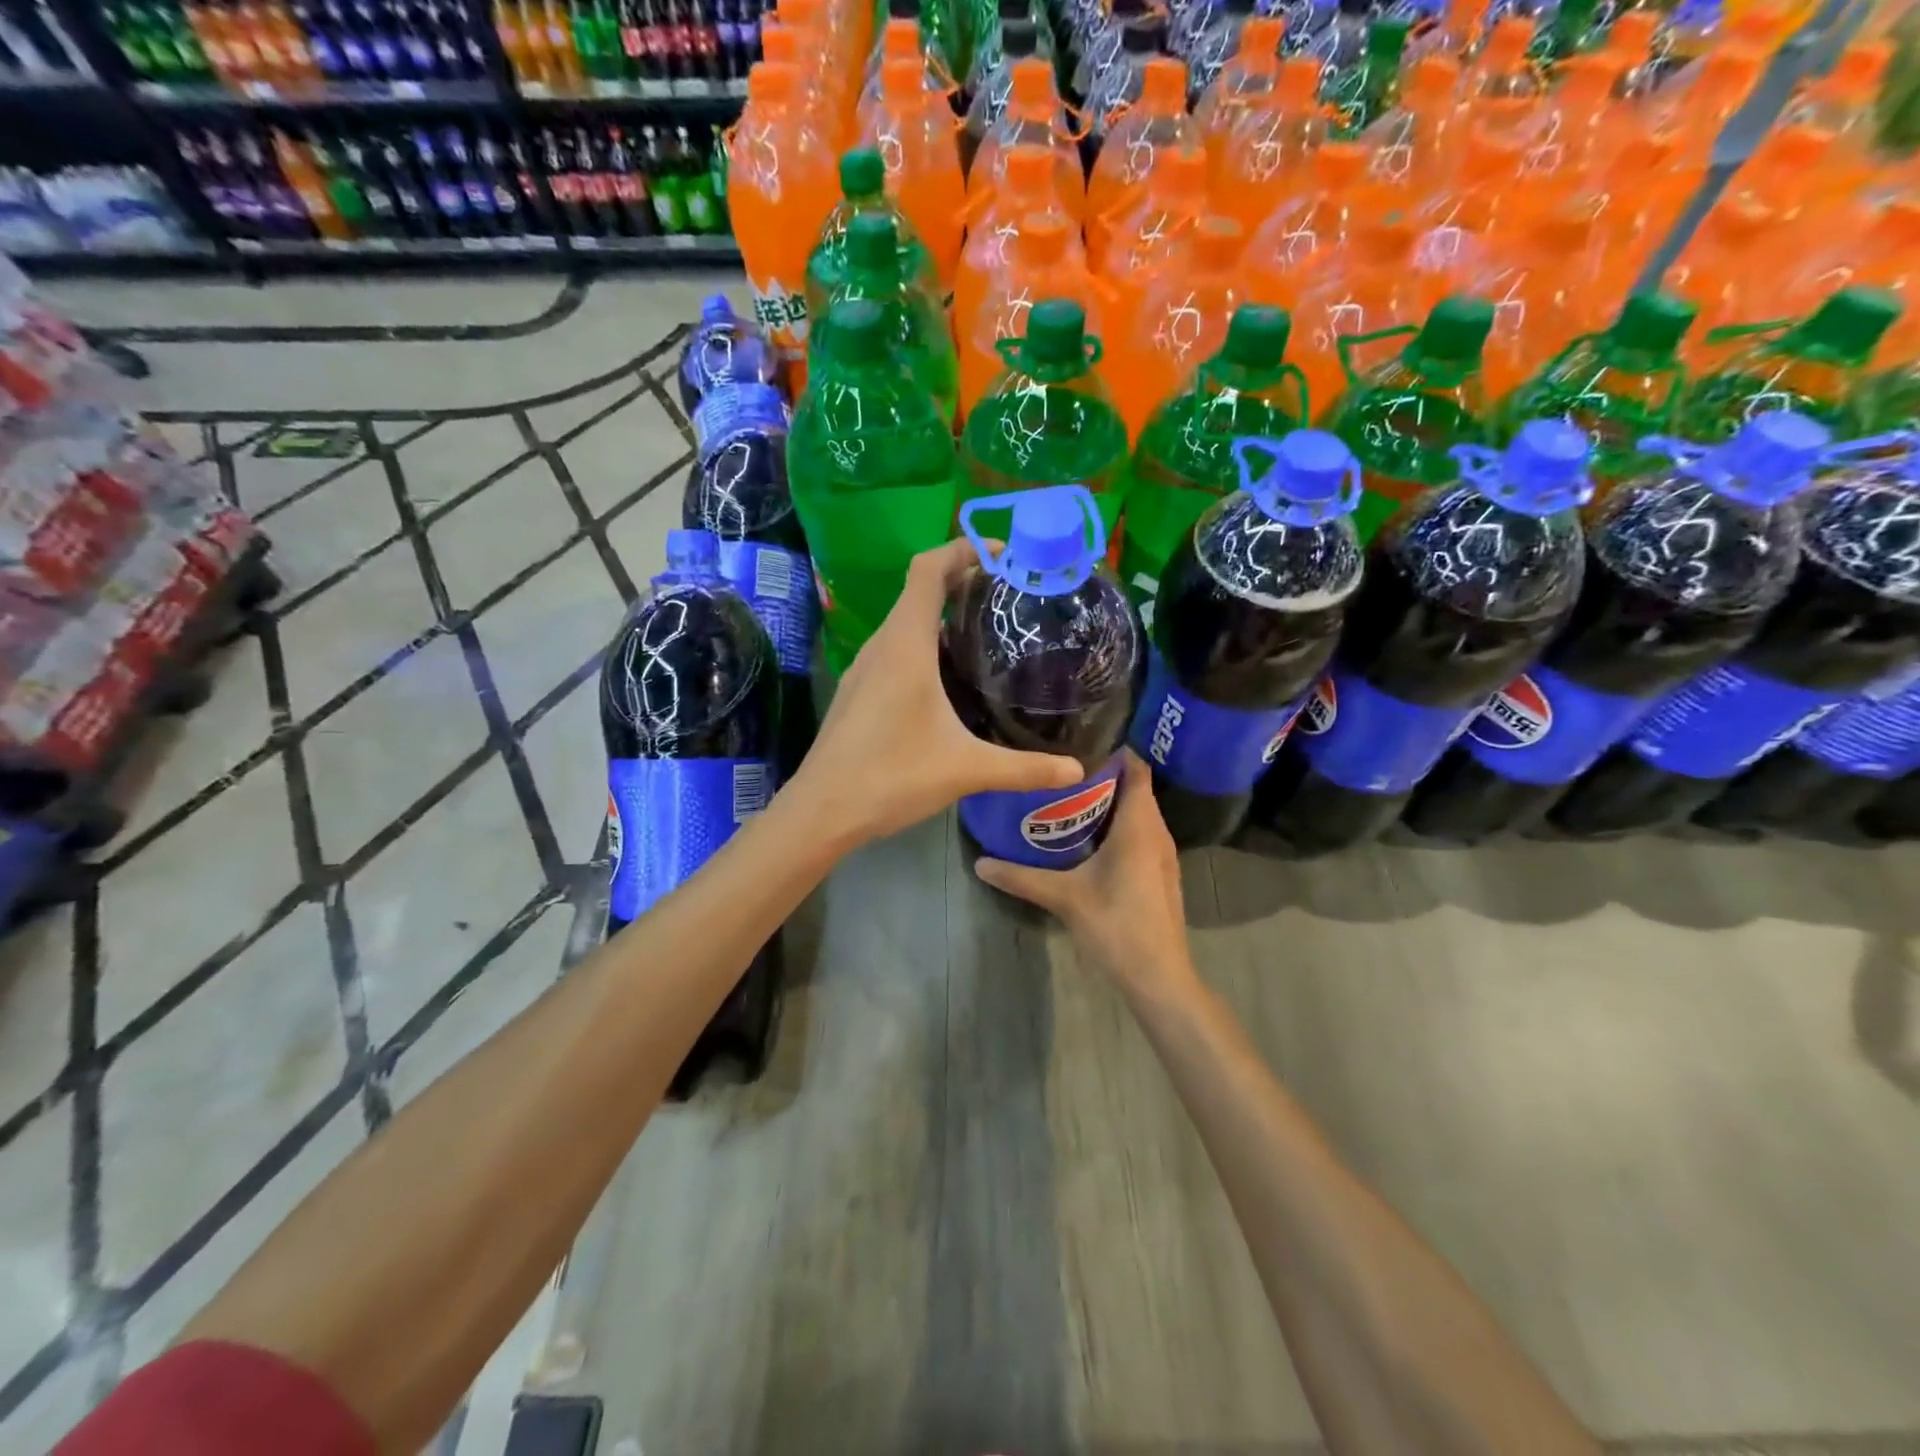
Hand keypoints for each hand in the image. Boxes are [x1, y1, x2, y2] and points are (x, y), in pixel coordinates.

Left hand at [790, 538, 1082, 848]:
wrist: (822, 810)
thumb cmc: (892, 776)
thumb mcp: (966, 770)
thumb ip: (1024, 768)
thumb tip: (1077, 772)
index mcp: (905, 645)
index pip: (928, 570)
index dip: (962, 549)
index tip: (1001, 554)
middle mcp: (881, 646)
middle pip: (918, 590)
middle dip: (960, 580)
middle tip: (1007, 595)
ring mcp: (864, 669)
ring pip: (904, 622)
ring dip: (940, 614)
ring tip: (984, 631)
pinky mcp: (858, 691)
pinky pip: (894, 649)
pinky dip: (923, 643)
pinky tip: (946, 678)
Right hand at [975, 750, 1195, 996]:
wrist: (1158, 976)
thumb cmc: (1116, 925)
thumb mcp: (1063, 897)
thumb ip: (1021, 877)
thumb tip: (980, 862)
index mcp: (1139, 826)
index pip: (1136, 768)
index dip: (1112, 751)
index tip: (1077, 741)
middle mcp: (1157, 832)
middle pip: (1135, 788)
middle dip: (1101, 776)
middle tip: (1060, 769)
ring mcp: (1162, 854)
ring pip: (1138, 813)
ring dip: (1109, 803)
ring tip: (1067, 797)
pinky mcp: (1160, 873)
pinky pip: (1141, 833)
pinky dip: (1117, 826)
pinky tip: (1086, 838)